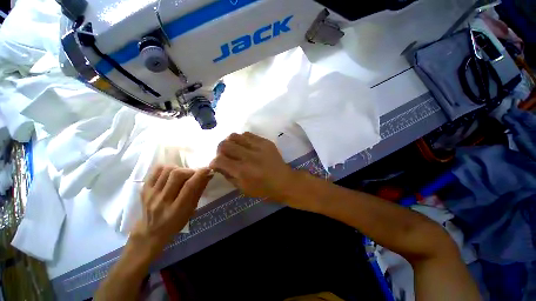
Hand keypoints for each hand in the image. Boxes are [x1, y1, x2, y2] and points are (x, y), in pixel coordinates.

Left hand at [130, 166, 211, 255]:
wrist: (151, 231)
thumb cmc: (176, 222)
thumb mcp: (192, 210)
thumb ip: (199, 191)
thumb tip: (208, 174)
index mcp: (177, 209)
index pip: (190, 186)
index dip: (200, 174)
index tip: (208, 169)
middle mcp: (162, 200)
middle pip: (177, 175)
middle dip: (190, 171)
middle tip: (194, 174)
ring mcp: (151, 194)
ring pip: (167, 170)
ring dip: (179, 169)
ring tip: (183, 174)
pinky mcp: (144, 189)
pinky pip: (155, 171)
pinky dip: (166, 168)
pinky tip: (171, 174)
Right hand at [209, 132, 295, 200]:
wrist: (284, 181)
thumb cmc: (263, 189)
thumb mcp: (243, 188)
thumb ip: (228, 176)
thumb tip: (218, 165)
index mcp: (242, 171)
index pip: (219, 160)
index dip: (213, 162)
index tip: (215, 164)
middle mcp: (249, 156)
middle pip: (225, 145)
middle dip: (219, 150)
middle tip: (224, 155)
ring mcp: (258, 147)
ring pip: (235, 136)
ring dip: (230, 142)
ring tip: (234, 148)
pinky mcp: (265, 142)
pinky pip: (248, 134)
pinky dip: (242, 139)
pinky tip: (245, 145)